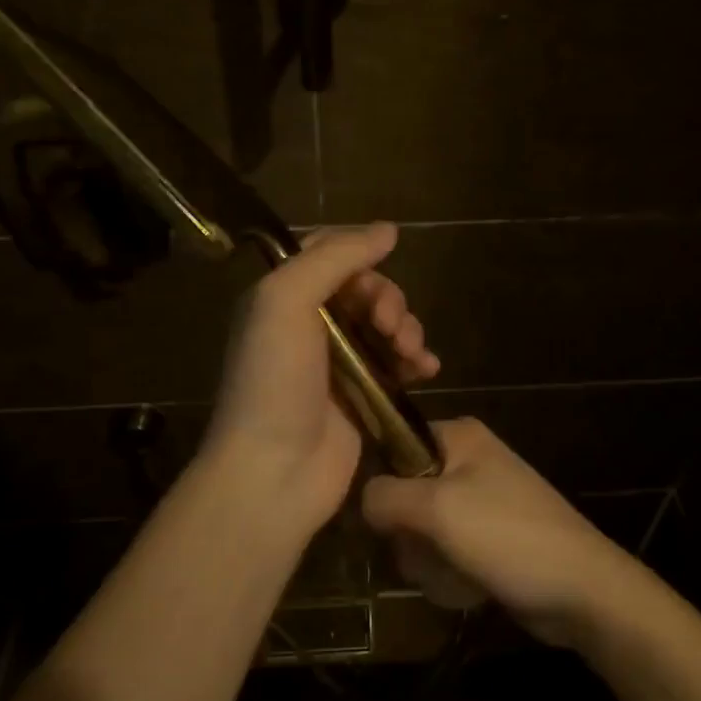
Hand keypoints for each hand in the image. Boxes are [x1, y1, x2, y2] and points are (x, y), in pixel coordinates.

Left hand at [199, 222, 439, 546]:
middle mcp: (308, 324)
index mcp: (282, 296)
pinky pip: (397, 363)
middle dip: (387, 298)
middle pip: (364, 288)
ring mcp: (338, 362)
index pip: (326, 252)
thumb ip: (334, 258)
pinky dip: (415, 359)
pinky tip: (426, 369)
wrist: (274, 471)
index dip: (357, 249)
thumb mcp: (286, 301)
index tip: (386, 254)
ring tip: (408, 351)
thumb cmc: (274, 380)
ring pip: (385, 324)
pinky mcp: (363, 395)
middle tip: (388, 324)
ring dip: (405, 327)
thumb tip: (387, 230)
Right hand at [361, 418, 640, 644]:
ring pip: (423, 530)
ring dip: (430, 561)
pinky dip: (451, 573)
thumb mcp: (437, 509)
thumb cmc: (507, 536)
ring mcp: (481, 500)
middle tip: (430, 551)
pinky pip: (447, 552)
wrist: (583, 590)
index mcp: (458, 436)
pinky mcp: (490, 537)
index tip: (389, 520)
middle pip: (405, 495)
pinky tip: (469, 588)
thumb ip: (386, 496)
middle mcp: (468, 460)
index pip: (393, 447)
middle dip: (411, 535)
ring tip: (456, 574)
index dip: (385, 486)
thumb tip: (363, 499)